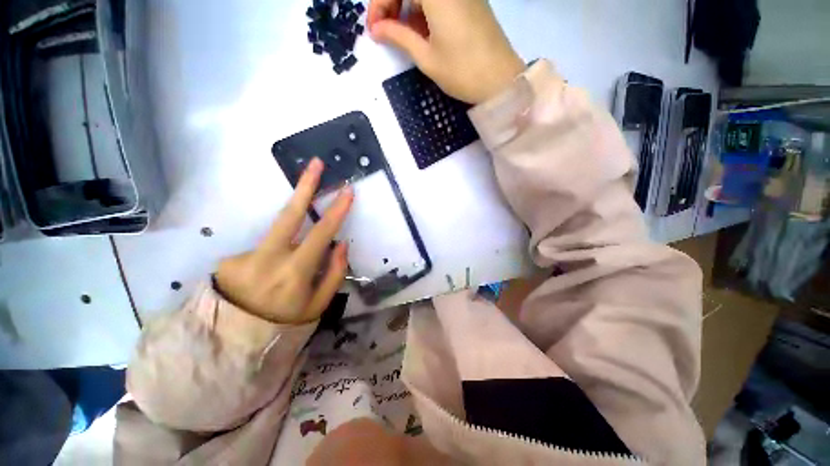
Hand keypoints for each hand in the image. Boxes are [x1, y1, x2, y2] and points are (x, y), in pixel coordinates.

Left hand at [216, 158, 353, 324]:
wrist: (234, 341)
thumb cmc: (285, 323)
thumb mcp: (319, 305)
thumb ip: (334, 273)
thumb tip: (341, 243)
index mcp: (294, 273)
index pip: (321, 233)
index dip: (336, 211)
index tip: (347, 191)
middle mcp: (268, 259)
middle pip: (289, 214)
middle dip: (305, 186)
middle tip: (316, 164)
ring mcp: (245, 256)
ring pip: (280, 234)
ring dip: (293, 239)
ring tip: (286, 271)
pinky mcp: (231, 257)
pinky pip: (265, 249)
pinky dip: (274, 258)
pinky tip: (266, 279)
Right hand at [368, 0, 524, 103]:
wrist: (500, 80)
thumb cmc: (462, 71)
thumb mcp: (426, 57)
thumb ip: (399, 37)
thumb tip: (376, 30)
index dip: (380, 5)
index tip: (374, 30)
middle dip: (392, 4)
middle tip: (386, 32)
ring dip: (408, 9)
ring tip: (404, 37)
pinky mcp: (470, 1)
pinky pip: (440, 0)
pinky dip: (425, 11)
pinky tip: (423, 33)